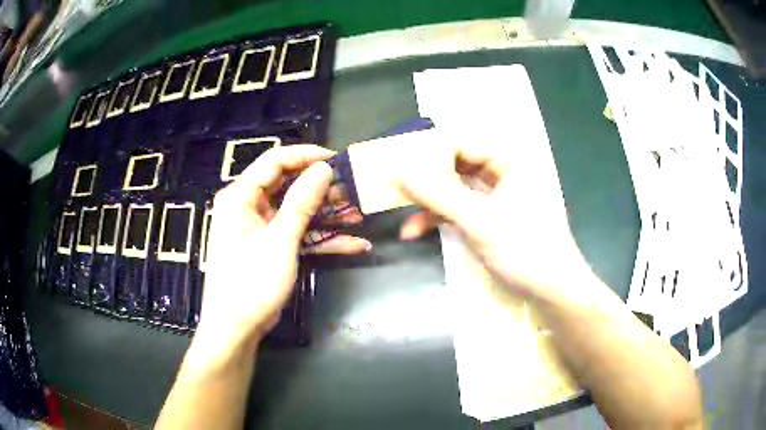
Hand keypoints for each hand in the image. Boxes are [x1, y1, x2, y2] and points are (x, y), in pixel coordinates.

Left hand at [194, 145, 369, 359]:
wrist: (236, 328)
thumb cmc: (251, 282)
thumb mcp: (280, 240)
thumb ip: (302, 201)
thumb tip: (323, 168)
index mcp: (241, 196)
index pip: (275, 161)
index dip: (307, 156)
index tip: (337, 159)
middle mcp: (249, 206)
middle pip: (288, 185)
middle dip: (322, 188)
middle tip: (352, 188)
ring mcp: (260, 227)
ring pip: (297, 210)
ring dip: (327, 214)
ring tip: (359, 214)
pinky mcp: (270, 246)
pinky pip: (297, 233)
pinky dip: (321, 238)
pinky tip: (353, 244)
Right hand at [396, 137, 593, 303]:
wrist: (552, 290)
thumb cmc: (524, 249)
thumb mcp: (478, 220)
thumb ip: (437, 193)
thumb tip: (397, 170)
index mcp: (508, 160)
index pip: (459, 144)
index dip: (426, 154)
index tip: (395, 166)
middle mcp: (503, 171)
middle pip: (455, 166)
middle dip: (425, 182)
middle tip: (393, 190)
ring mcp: (497, 195)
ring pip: (455, 190)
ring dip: (429, 205)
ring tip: (402, 219)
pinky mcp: (492, 217)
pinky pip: (461, 209)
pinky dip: (440, 219)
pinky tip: (417, 231)